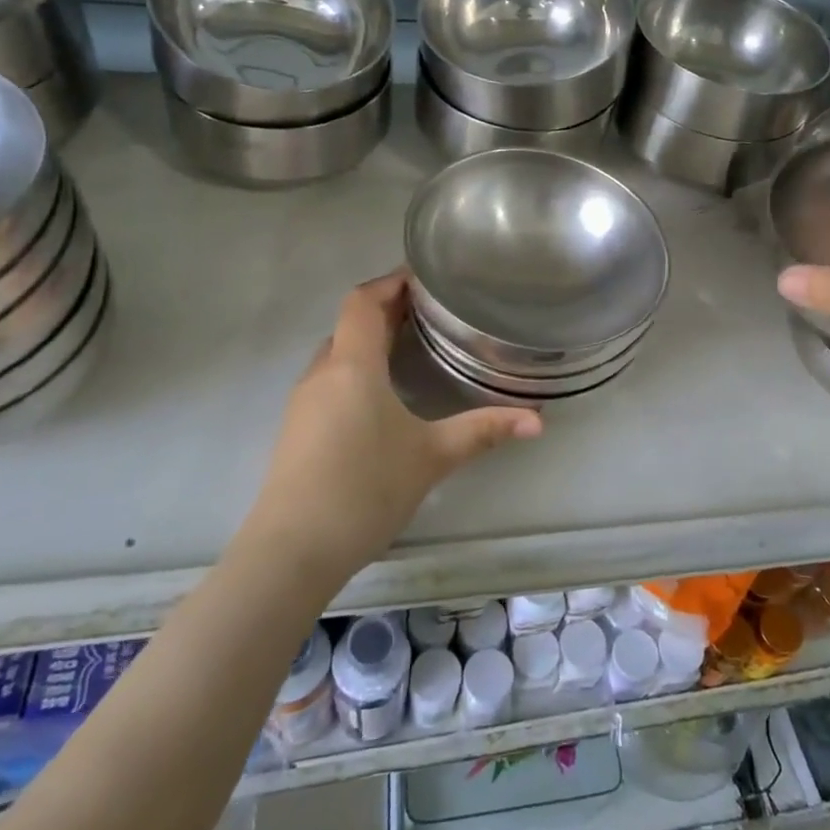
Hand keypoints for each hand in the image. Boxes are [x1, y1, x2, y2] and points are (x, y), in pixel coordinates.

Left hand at [249, 270, 541, 571]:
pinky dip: (357, 369)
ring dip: (370, 341)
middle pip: (351, 323)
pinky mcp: (297, 429)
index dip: (391, 282)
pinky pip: (330, 379)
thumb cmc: (364, 490)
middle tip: (430, 312)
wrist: (291, 551)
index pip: (363, 301)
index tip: (425, 278)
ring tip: (412, 346)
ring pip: (338, 353)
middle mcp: (322, 373)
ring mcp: (303, 402)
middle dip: (387, 310)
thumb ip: (484, 431)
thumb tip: (538, 421)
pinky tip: (382, 395)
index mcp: (352, 365)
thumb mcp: (432, 457)